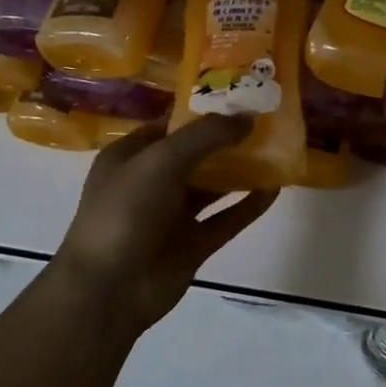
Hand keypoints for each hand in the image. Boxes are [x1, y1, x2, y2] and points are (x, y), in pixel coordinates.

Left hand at [51, 115, 277, 334]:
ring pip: (212, 187)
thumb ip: (206, 135)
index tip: (240, 96)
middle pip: (195, 154)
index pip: (170, 125)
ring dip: (240, 170)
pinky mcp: (192, 245)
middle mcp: (150, 183)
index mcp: (130, 157)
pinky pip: (226, 219)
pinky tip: (274, 189)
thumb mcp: (162, 160)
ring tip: (276, 149)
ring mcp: (172, 217)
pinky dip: (248, 205)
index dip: (202, 110)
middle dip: (227, 138)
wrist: (109, 290)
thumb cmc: (126, 211)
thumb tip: (248, 117)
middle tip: (266, 119)